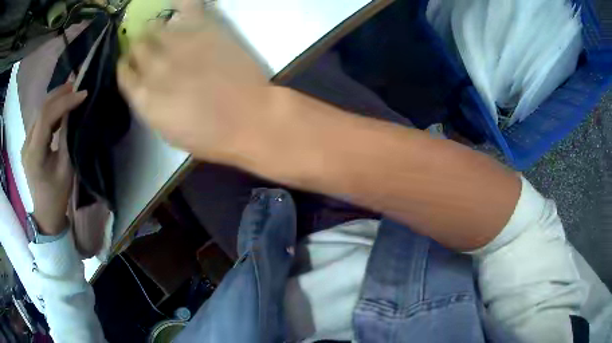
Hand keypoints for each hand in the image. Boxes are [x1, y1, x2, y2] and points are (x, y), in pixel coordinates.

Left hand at [22, 83, 86, 234]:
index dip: (64, 102)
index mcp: (34, 154)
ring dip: (55, 99)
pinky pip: (39, 120)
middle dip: (60, 94)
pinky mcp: (28, 143)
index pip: (46, 117)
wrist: (44, 215)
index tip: (83, 94)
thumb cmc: (57, 196)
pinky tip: (61, 108)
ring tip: (71, 93)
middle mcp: (26, 143)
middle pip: (41, 109)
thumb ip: (67, 138)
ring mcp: (26, 142)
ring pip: (39, 111)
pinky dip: (51, 110)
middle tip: (78, 86)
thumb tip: (74, 112)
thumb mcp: (66, 169)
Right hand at [116, 6, 287, 165]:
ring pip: (155, 26)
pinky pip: (187, 6)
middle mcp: (153, 66)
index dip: (128, 66)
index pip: (124, 71)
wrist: (248, 119)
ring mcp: (178, 43)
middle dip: (141, 47)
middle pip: (137, 46)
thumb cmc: (209, 136)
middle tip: (152, 50)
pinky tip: (178, 3)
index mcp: (143, 96)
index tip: (133, 65)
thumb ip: (151, 103)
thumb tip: (145, 87)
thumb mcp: (167, 131)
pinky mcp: (203, 29)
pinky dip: (181, 3)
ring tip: (166, 34)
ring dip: (156, 30)